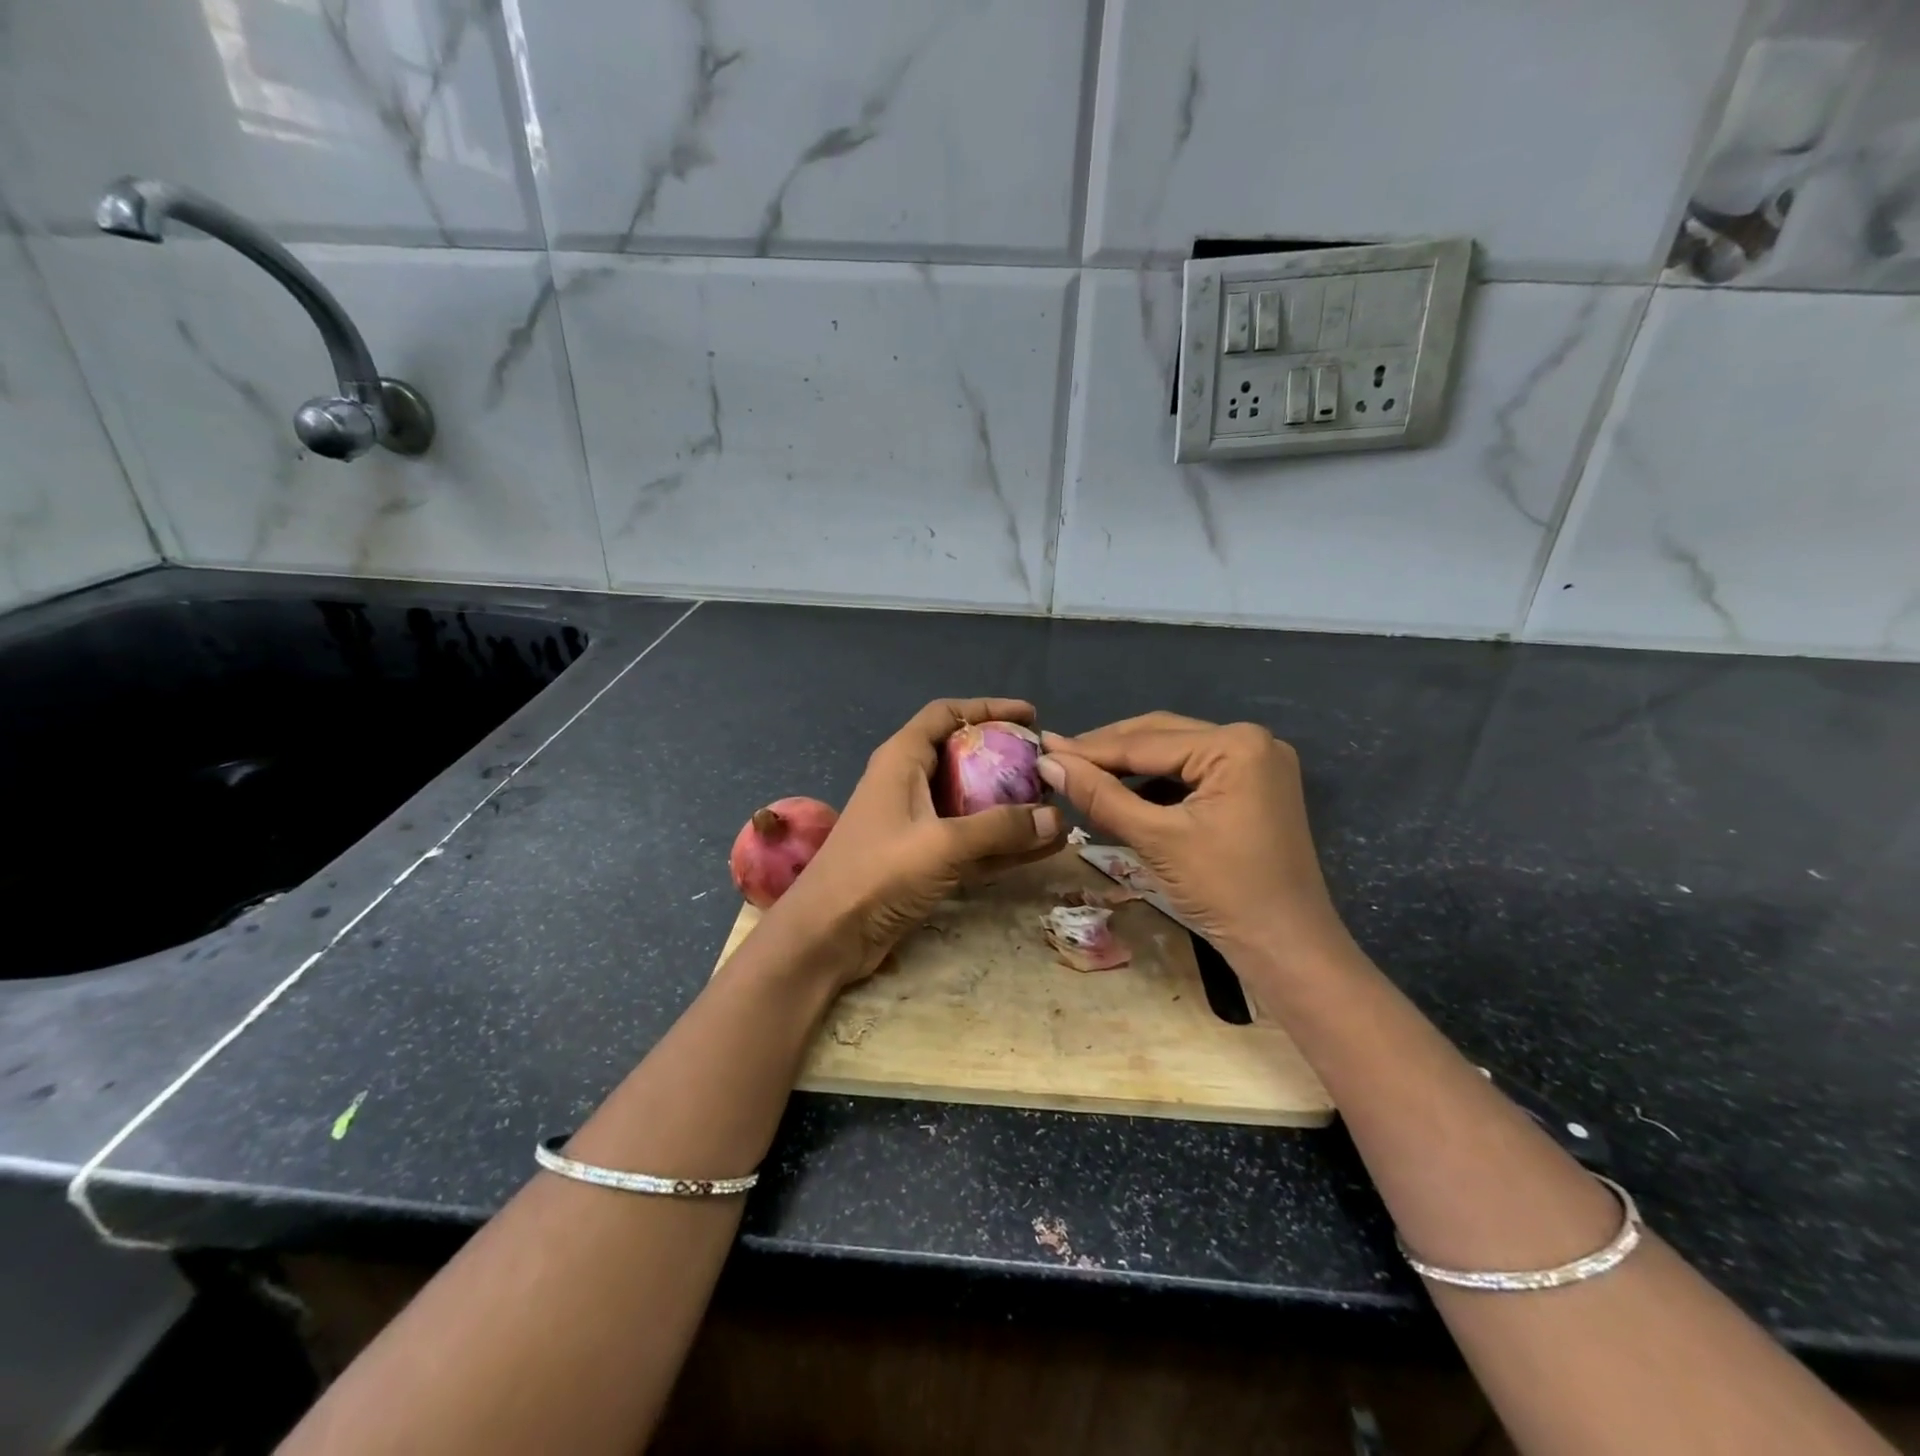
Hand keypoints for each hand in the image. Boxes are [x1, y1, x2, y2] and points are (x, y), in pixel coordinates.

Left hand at [765, 698, 1063, 986]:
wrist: (827, 935)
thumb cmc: (876, 873)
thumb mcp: (941, 844)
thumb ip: (999, 828)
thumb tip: (1056, 817)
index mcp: (902, 760)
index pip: (946, 714)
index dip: (988, 708)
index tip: (1030, 717)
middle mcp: (908, 785)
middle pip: (963, 757)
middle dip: (1005, 760)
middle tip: (1046, 769)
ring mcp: (916, 825)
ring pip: (970, 804)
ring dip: (1009, 807)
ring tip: (1054, 808)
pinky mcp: (922, 861)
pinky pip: (971, 842)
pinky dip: (1002, 843)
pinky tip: (1041, 848)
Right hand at [1037, 712, 1349, 963]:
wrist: (1287, 949)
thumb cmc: (1224, 891)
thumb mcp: (1155, 839)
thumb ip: (1100, 795)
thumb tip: (1048, 762)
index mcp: (1236, 744)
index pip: (1146, 742)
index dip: (1089, 749)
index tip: (1043, 747)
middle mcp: (1252, 740)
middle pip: (1162, 737)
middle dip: (1109, 752)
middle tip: (1058, 760)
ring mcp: (1257, 763)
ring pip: (1176, 754)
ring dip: (1131, 767)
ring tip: (1083, 777)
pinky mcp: (1255, 788)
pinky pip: (1194, 774)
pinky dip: (1157, 784)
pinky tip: (1124, 794)